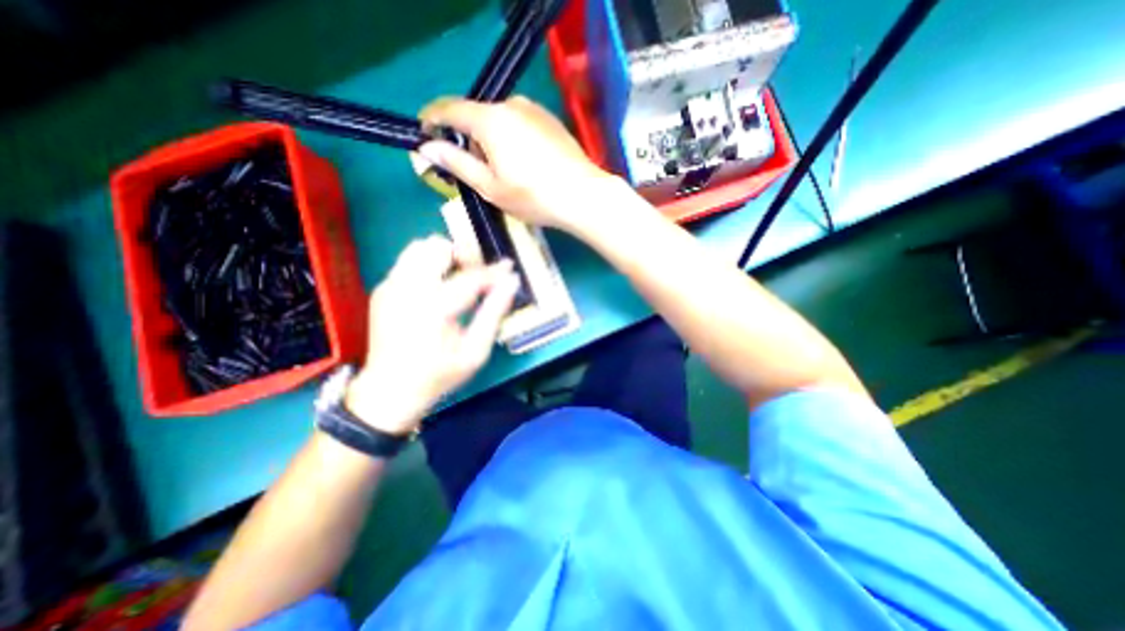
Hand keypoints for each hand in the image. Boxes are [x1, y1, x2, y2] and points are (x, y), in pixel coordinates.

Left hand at [346, 235, 519, 435]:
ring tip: (458, 277)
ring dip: (444, 257)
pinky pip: (409, 262)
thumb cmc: (439, 375)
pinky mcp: (382, 289)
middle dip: (464, 255)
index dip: (494, 271)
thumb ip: (494, 313)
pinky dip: (428, 266)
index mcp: (434, 308)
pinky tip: (438, 289)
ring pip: (419, 247)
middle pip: (437, 247)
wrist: (390, 391)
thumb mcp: (476, 352)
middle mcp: (408, 289)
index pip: (471, 276)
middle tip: (478, 274)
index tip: (509, 268)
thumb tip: (512, 283)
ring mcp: (390, 286)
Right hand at [417, 95, 619, 233]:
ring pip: (499, 121)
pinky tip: (524, 165)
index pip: (449, 109)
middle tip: (472, 171)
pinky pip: (519, 124)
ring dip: (490, 141)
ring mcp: (534, 110)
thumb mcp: (490, 187)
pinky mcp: (550, 120)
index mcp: (490, 119)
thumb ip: (457, 163)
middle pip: (476, 116)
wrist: (584, 196)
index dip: (432, 121)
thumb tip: (428, 147)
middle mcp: (511, 104)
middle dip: (467, 139)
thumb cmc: (534, 197)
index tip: (425, 138)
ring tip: (503, 174)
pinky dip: (511, 140)